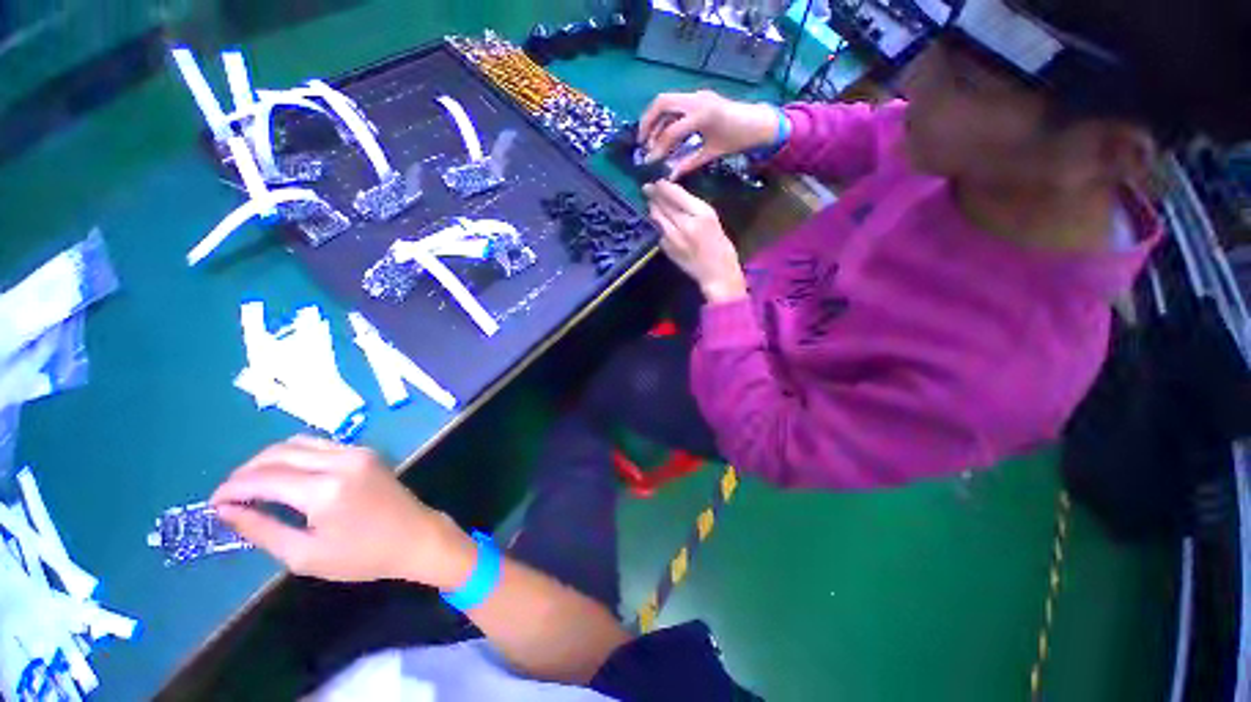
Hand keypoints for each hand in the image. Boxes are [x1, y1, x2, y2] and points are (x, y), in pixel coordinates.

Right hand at [210, 436, 474, 588]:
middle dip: (247, 471)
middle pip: (279, 453)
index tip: (213, 503)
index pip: (265, 478)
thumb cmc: (362, 555)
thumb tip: (226, 510)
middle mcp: (342, 461)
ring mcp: (358, 452)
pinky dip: (295, 455)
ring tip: (252, 485)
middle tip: (230, 495)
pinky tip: (284, 475)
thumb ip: (262, 530)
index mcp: (326, 489)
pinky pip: (320, 445)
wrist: (415, 536)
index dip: (232, 488)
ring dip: (269, 459)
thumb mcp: (305, 555)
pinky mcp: (366, 452)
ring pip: (300, 443)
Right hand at [639, 90, 779, 178]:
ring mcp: (696, 95)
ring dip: (654, 118)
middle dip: (647, 122)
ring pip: (666, 101)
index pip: (671, 131)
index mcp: (702, 115)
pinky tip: (661, 132)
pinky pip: (675, 103)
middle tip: (641, 143)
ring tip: (648, 139)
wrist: (757, 122)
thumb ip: (688, 164)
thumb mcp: (711, 154)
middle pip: (662, 103)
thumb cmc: (736, 140)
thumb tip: (668, 177)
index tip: (650, 162)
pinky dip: (664, 116)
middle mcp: (696, 99)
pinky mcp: (697, 97)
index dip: (658, 148)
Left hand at [644, 181, 746, 302]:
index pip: (676, 194)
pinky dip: (658, 226)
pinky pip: (659, 232)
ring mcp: (673, 238)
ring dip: (653, 209)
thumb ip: (694, 207)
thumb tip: (674, 195)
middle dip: (653, 195)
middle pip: (662, 205)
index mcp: (701, 214)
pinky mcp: (667, 249)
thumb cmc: (720, 247)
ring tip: (651, 203)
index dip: (663, 186)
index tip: (657, 181)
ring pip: (656, 218)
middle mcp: (684, 224)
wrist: (716, 275)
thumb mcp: (712, 220)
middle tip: (647, 188)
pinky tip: (661, 224)